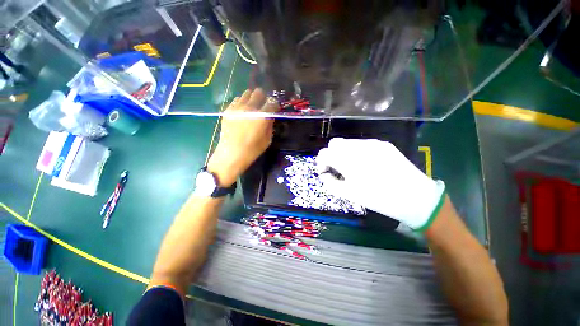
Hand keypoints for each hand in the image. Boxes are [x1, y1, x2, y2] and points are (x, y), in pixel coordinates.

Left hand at [207, 88, 278, 185]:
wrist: (231, 154)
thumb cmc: (252, 150)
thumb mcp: (267, 139)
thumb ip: (270, 125)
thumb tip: (270, 116)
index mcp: (262, 116)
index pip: (272, 102)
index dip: (274, 104)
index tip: (274, 108)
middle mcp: (250, 108)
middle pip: (258, 92)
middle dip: (263, 97)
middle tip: (263, 105)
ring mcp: (237, 107)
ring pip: (246, 93)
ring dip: (252, 99)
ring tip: (252, 108)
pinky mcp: (228, 110)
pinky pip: (237, 100)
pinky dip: (242, 103)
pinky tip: (242, 112)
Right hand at [316, 138, 445, 230]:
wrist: (414, 196)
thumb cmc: (379, 198)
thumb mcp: (349, 194)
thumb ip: (330, 182)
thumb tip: (324, 174)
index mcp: (348, 161)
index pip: (324, 153)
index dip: (321, 161)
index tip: (324, 170)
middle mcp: (358, 147)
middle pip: (335, 143)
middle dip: (331, 154)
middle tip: (336, 167)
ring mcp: (372, 143)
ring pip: (348, 142)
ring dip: (344, 152)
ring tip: (352, 166)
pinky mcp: (383, 144)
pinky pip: (362, 144)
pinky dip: (357, 151)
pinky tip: (365, 163)